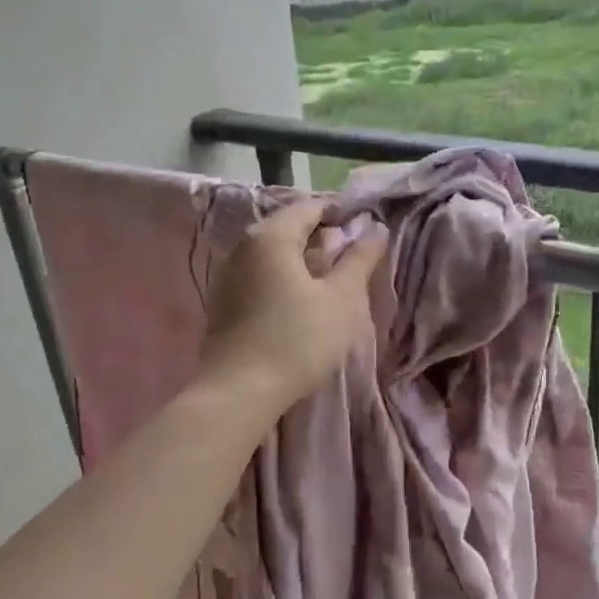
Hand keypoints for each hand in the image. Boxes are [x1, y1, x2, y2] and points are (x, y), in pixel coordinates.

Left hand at [199, 197, 388, 410]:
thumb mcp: (342, 299)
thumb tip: (375, 229)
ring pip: (274, 254)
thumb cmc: (298, 340)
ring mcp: (227, 274)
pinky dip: (283, 279)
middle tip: (353, 261)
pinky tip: (300, 304)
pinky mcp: (223, 302)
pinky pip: (260, 276)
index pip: (311, 206)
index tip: (366, 233)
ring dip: (303, 261)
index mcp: (271, 235)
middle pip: (289, 228)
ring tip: (331, 285)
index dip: (342, 214)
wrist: (239, 392)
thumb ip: (360, 259)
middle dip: (323, 239)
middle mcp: (243, 246)